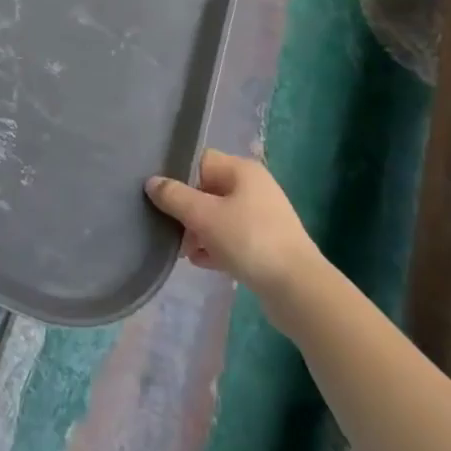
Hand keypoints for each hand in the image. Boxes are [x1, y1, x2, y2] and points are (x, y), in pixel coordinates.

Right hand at [146, 150, 324, 317]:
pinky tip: (200, 262)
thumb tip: (152, 182)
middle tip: (169, 229)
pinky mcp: (265, 244)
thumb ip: (175, 197)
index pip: (201, 161)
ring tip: (182, 251)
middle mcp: (254, 187)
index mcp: (242, 170)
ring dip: (198, 231)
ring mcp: (262, 216)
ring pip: (218, 216)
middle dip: (186, 210)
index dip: (178, 175)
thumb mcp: (204, 216)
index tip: (159, 196)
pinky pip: (231, 238)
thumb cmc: (249, 240)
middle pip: (208, 189)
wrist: (298, 289)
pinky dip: (215, 246)